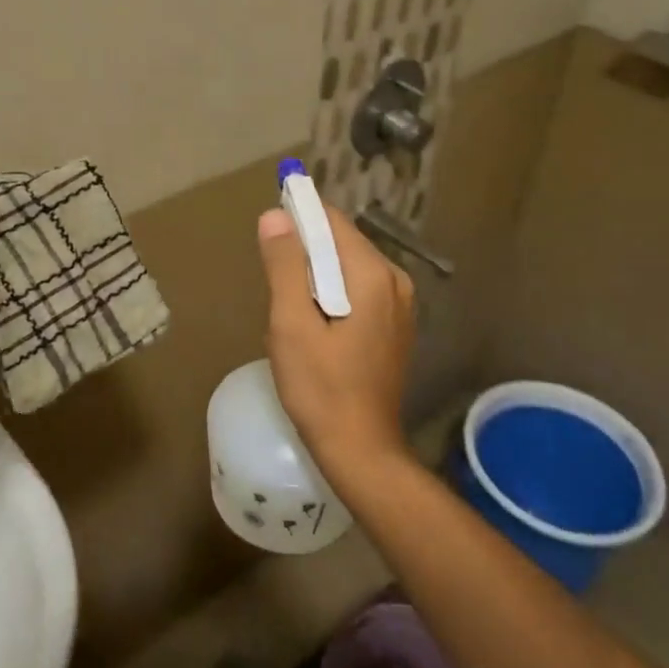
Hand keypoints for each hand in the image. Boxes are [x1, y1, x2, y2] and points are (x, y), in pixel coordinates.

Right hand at [257, 203, 415, 480]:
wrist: (361, 451)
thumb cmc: (321, 388)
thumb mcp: (291, 324)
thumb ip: (284, 266)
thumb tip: (275, 216)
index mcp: (373, 275)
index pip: (333, 222)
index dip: (299, 217)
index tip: (268, 234)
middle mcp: (395, 281)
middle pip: (342, 244)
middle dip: (304, 255)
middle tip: (276, 292)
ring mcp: (400, 306)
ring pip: (347, 269)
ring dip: (315, 279)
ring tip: (291, 316)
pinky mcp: (395, 327)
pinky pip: (358, 292)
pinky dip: (331, 297)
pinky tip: (313, 330)